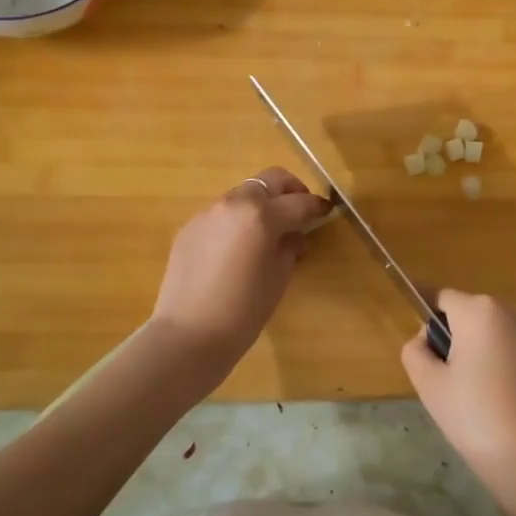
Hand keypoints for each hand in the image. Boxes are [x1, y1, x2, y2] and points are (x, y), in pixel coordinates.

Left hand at [148, 168, 330, 391]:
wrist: (189, 334)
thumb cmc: (244, 310)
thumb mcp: (278, 278)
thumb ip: (289, 247)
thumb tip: (293, 236)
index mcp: (261, 215)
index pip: (299, 202)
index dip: (317, 206)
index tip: (327, 211)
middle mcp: (234, 204)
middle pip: (269, 181)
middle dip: (290, 190)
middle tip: (300, 211)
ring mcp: (208, 213)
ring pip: (243, 194)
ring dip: (261, 204)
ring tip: (268, 232)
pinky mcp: (189, 228)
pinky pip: (221, 214)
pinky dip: (237, 220)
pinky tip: (238, 248)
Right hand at [400, 290, 515, 515]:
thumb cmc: (477, 419)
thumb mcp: (430, 386)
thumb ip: (415, 351)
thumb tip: (426, 339)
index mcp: (480, 311)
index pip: (441, 297)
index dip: (425, 315)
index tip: (419, 342)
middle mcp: (513, 312)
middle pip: (470, 314)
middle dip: (455, 337)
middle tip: (446, 382)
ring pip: (495, 334)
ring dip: (481, 352)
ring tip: (477, 398)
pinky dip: (505, 367)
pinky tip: (505, 405)